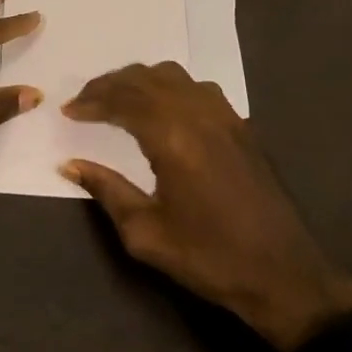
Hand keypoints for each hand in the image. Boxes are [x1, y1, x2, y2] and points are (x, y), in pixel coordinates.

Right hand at [61, 62, 351, 351]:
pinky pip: (198, 89)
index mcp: (174, 138)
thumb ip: (107, 191)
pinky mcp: (242, 127)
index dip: (92, 101)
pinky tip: (161, 109)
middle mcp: (200, 115)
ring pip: (175, 77)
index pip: (124, 100)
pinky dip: (169, 88)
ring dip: (140, 81)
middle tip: (84, 100)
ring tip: (116, 99)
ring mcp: (226, 117)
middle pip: (146, 79)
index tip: (68, 111)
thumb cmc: (209, 257)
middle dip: (110, 84)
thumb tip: (71, 165)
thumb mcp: (146, 234)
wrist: (283, 274)